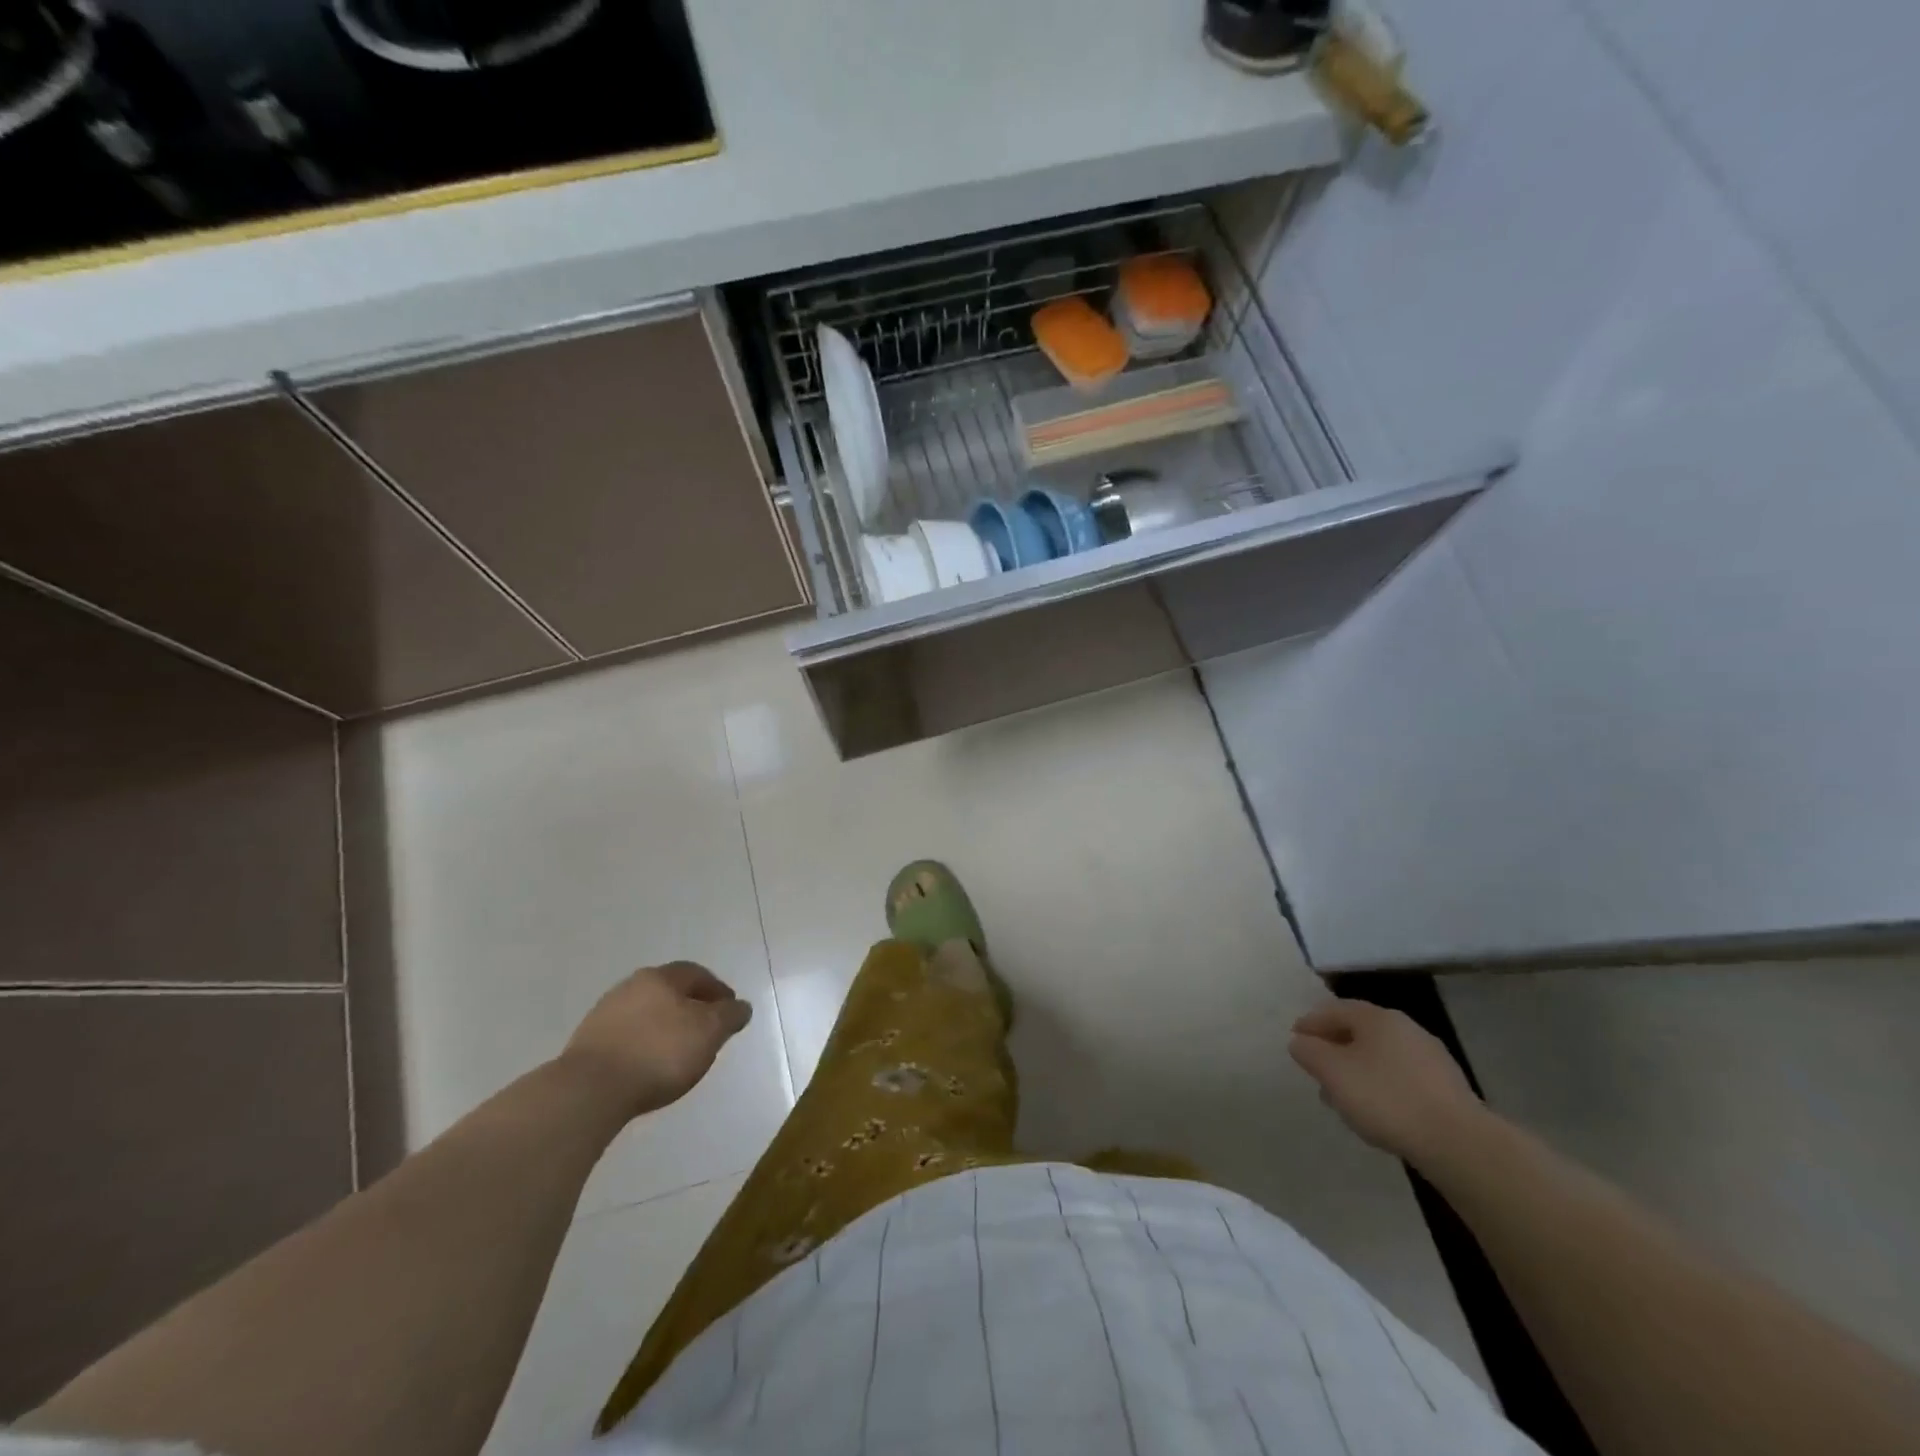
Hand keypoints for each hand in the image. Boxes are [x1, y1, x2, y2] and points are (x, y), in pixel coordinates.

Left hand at [560, 962, 752, 1120]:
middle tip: (706, 1030)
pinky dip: (643, 1044)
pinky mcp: (588, 1043)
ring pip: (646, 1013)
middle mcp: (631, 986)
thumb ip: (729, 1016)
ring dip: (664, 1026)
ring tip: (677, 1052)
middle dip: (690, 1007)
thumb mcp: (709, 1033)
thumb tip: (741, 1006)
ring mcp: (605, 1013)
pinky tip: (648, 1065)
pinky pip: (627, 1036)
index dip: (717, 990)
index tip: (730, 1011)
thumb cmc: (659, 1053)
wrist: (590, 1090)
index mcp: (661, 977)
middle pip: (669, 991)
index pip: (697, 974)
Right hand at [1288, 999, 1483, 1164]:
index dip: (1310, 1023)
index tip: (1295, 1039)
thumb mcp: (1333, 1072)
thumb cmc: (1386, 1098)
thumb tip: (1300, 1042)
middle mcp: (1406, 1029)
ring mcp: (1431, 1058)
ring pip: (1381, 1057)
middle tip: (1316, 1069)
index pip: (1334, 1010)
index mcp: (1377, 1017)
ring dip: (1357, 1071)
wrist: (1459, 1144)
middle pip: (1359, 1032)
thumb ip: (1309, 1052)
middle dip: (1334, 1049)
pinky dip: (1381, 1087)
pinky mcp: (1447, 1089)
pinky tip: (1376, 1111)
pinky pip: (1401, 1078)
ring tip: (1342, 1097)